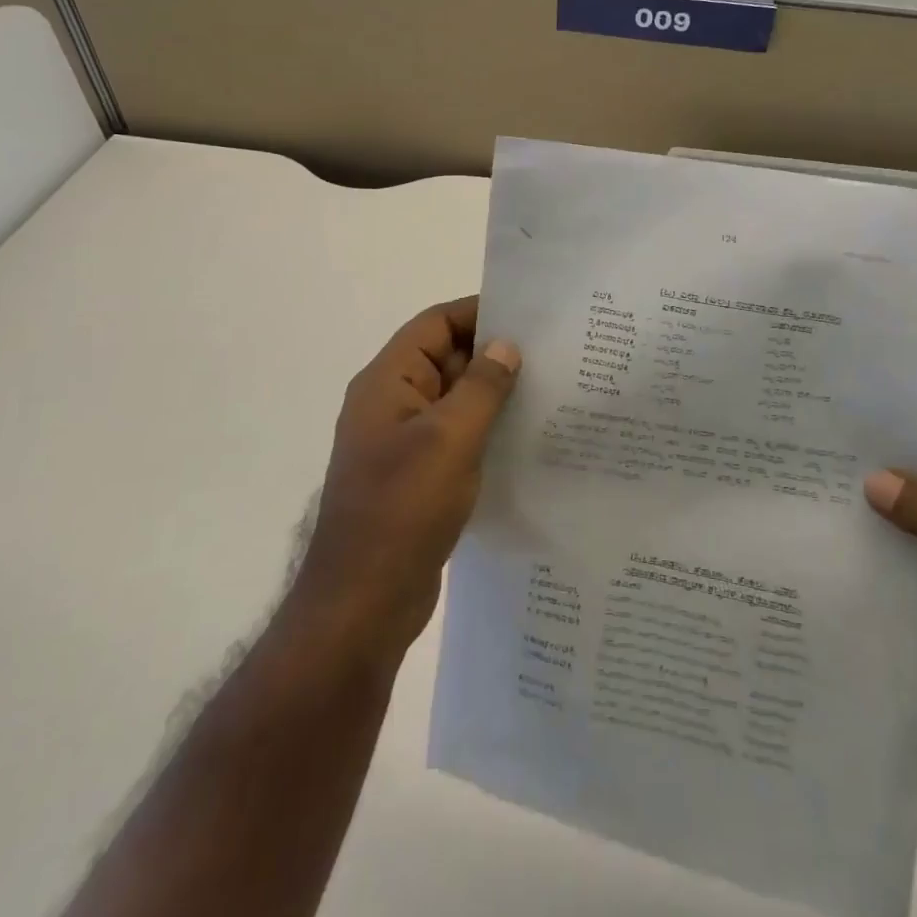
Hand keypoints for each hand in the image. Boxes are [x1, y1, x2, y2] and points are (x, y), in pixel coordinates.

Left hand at [292, 297, 520, 659]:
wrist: (364, 603)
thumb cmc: (403, 509)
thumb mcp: (449, 438)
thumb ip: (482, 387)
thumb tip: (506, 345)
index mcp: (388, 382)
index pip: (435, 325)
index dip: (478, 313)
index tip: (529, 316)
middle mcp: (392, 404)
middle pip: (446, 359)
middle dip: (494, 355)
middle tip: (552, 354)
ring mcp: (404, 442)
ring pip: (455, 401)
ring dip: (494, 395)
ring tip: (550, 392)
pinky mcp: (418, 476)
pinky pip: (456, 437)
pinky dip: (487, 430)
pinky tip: (527, 438)